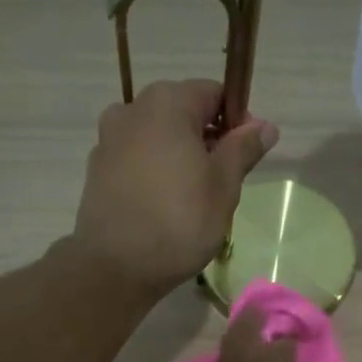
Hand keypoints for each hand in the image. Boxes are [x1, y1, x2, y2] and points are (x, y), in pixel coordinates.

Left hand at [72, 79, 277, 296]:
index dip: (236, 122)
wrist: (116, 267)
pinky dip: (153, 176)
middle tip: (220, 185)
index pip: (214, 94)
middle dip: (205, 142)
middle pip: (182, 115)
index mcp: (167, 102)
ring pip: (157, 140)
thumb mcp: (224, 185)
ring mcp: (108, 140)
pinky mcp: (96, 172)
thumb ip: (243, 148)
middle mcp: (131, 109)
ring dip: (178, 160)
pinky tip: (162, 209)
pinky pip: (135, 163)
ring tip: (190, 201)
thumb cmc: (180, 221)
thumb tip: (265, 125)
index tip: (245, 158)